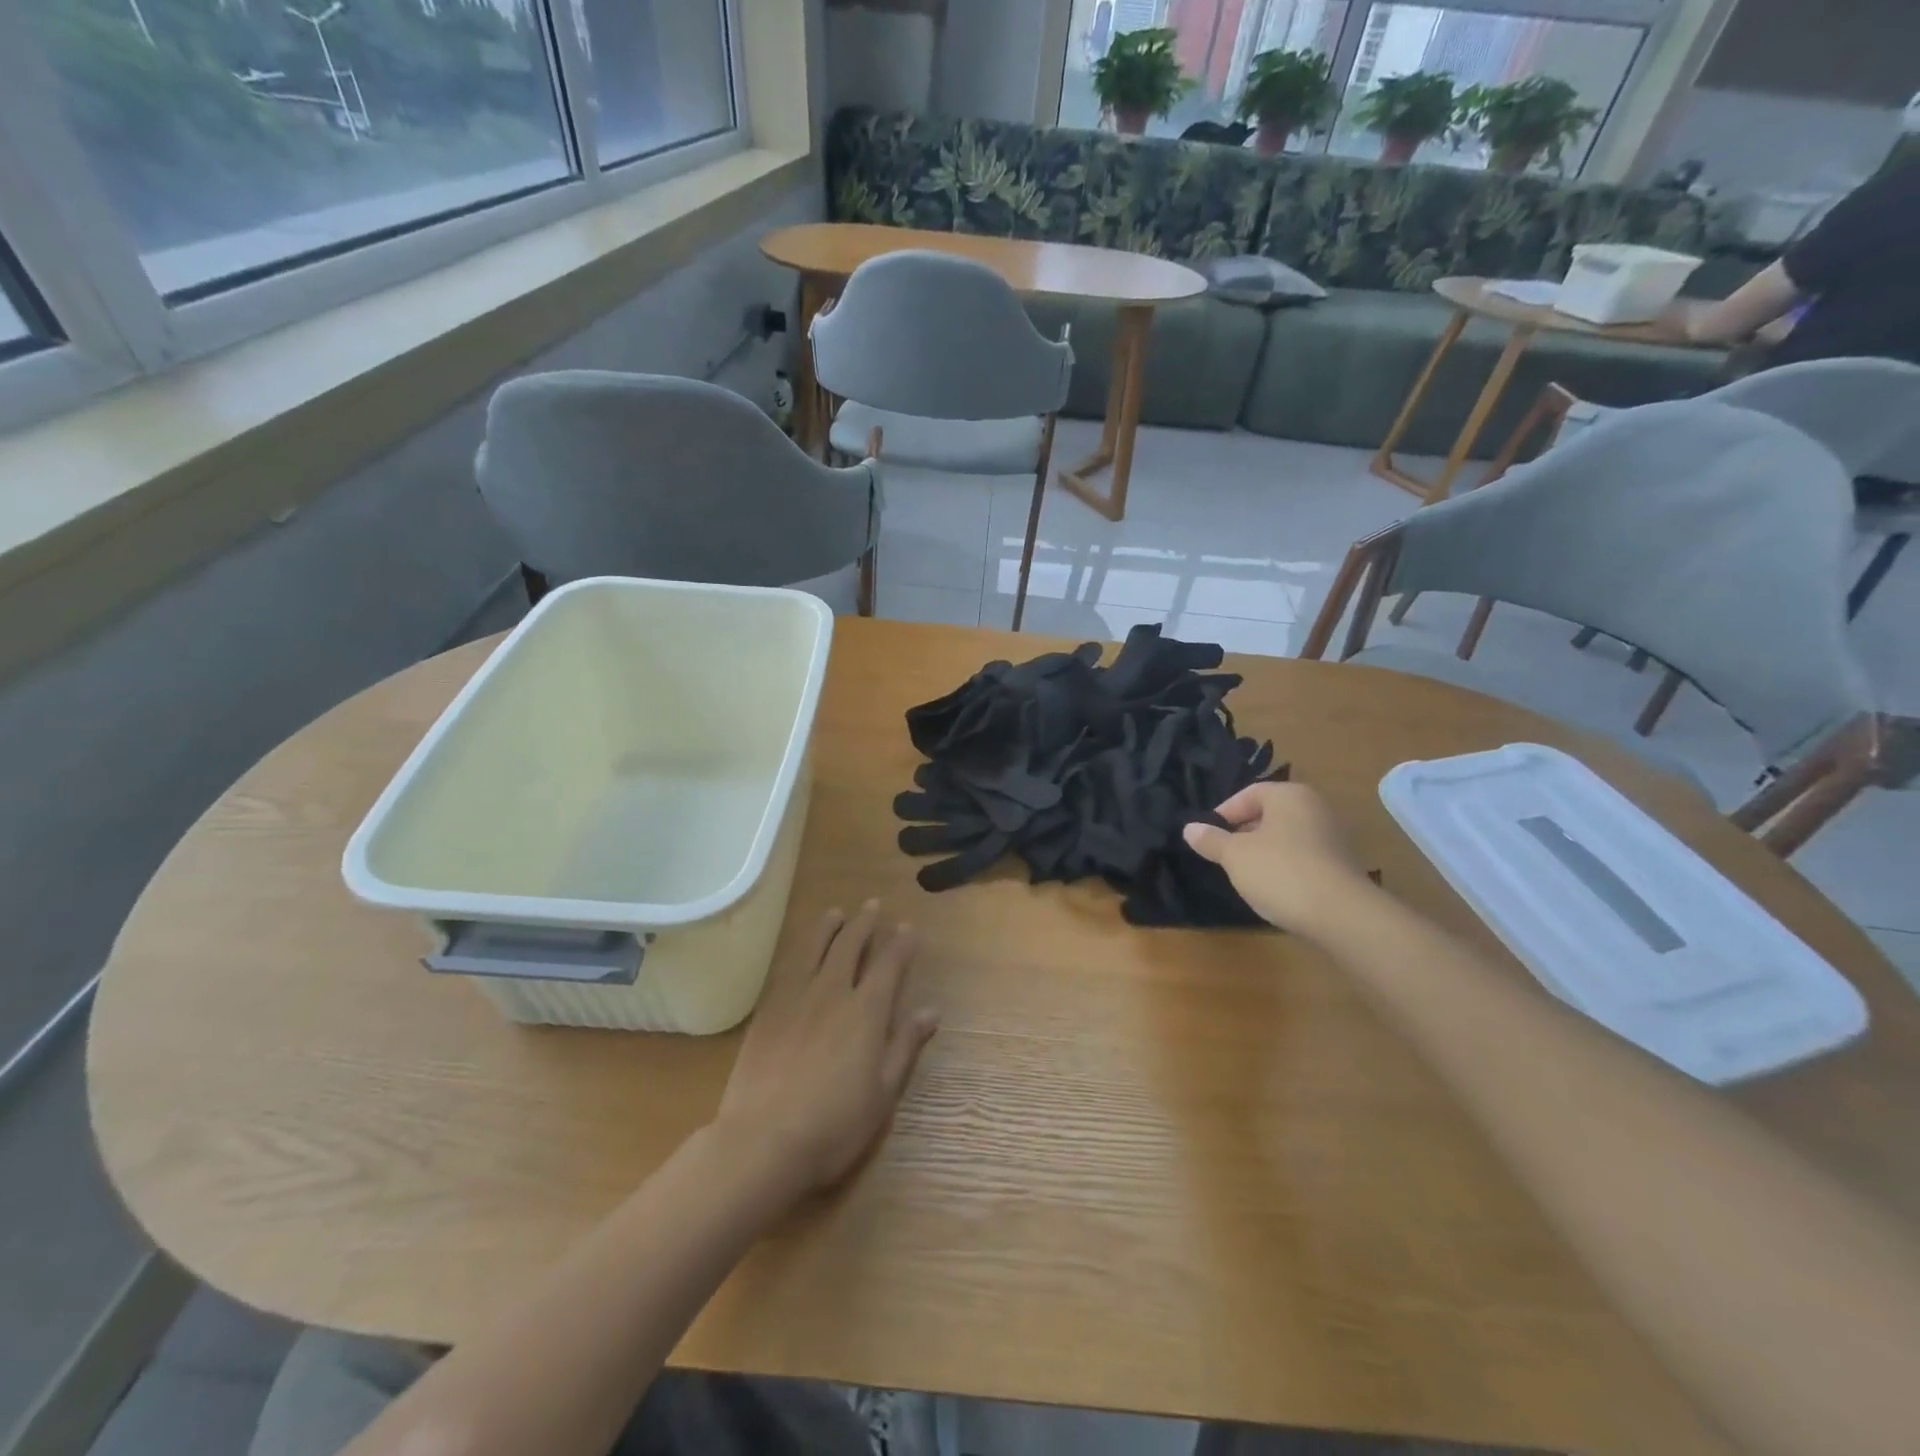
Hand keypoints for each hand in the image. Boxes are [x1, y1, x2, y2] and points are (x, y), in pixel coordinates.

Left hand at [714, 902, 938, 1198]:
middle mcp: (833, 993)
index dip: (900, 943)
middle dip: (864, 923)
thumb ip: (905, 1045)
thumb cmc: (834, 1124)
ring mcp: (795, 998)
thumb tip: (931, 1010)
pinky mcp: (767, 1011)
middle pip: (850, 946)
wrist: (763, 1140)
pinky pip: (786, 968)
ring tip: (836, 912)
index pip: (889, 965)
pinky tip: (800, 950)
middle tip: (872, 906)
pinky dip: (799, 951)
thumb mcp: (883, 1092)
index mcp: (866, 1012)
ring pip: (815, 949)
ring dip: (829, 927)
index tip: (908, 926)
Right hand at [1182, 782, 1376, 938]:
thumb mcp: (1234, 856)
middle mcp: (1315, 807)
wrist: (1341, 915)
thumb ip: (1211, 840)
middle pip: (1269, 814)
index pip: (1249, 794)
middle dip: (1243, 832)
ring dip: (1264, 851)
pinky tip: (1274, 887)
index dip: (1224, 813)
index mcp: (1289, 795)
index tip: (1209, 837)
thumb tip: (1190, 828)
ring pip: (1286, 836)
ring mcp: (1332, 835)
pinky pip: (1303, 856)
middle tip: (1224, 855)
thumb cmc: (1280, 872)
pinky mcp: (1341, 863)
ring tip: (1246, 874)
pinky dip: (1285, 866)